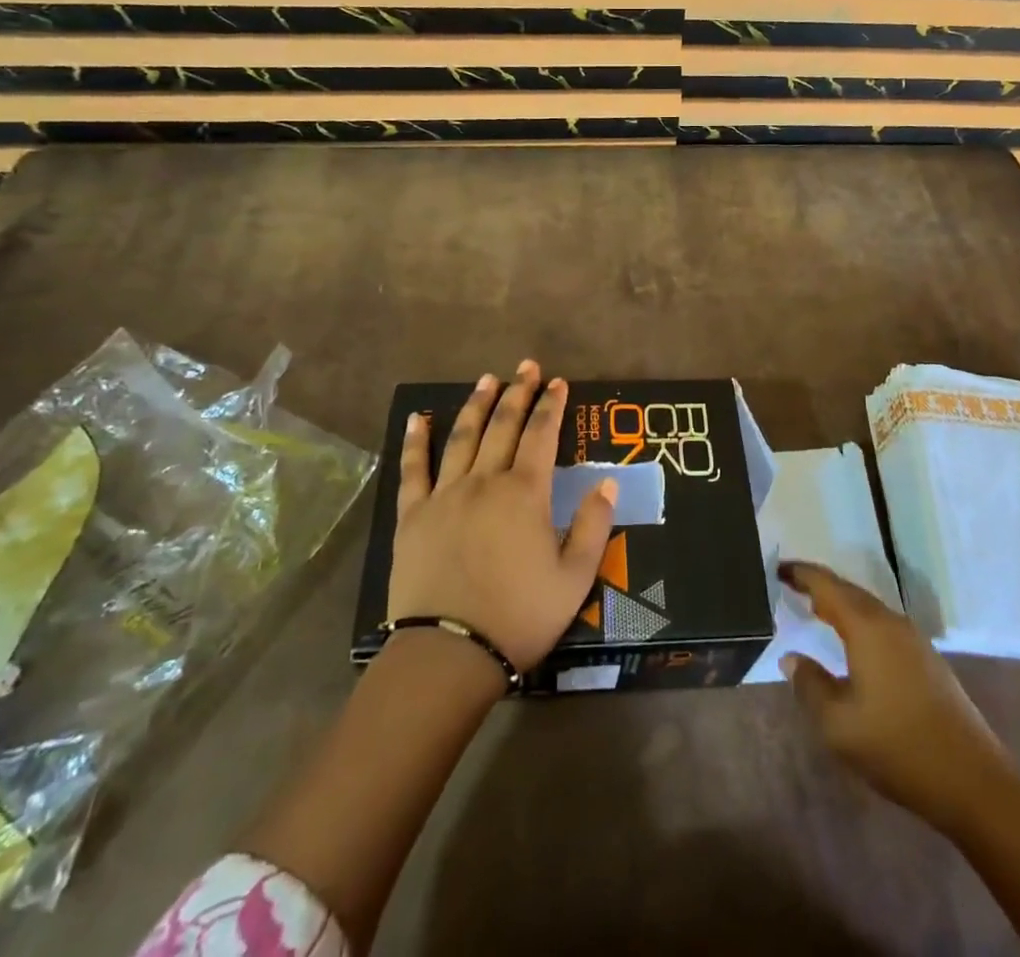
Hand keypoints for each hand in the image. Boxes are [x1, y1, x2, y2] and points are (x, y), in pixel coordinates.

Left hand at [387, 361, 616, 673]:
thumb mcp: (575, 578)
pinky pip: (413, 469)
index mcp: (524, 494)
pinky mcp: (413, 516)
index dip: (551, 406)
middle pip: (502, 426)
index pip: (541, 436)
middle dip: (517, 392)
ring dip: (477, 405)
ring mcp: (444, 495)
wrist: (449, 653)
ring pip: (462, 437)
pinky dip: (416, 441)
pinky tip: (418, 418)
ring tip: (487, 379)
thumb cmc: (519, 616)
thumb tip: (606, 482)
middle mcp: (484, 482)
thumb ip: (594, 526)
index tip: (558, 382)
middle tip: (526, 366)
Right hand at [780, 561, 1009, 826]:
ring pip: (869, 608)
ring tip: (816, 610)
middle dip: (819, 585)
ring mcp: (915, 641)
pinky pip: (883, 626)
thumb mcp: (838, 725)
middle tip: (791, 585)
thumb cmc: (898, 748)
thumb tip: (792, 658)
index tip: (777, 568)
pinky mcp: (928, 661)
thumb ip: (809, 685)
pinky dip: (860, 622)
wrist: (974, 784)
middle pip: (849, 591)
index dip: (801, 574)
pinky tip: (853, 643)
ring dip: (841, 604)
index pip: (826, 585)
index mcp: (867, 628)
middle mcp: (892, 623)